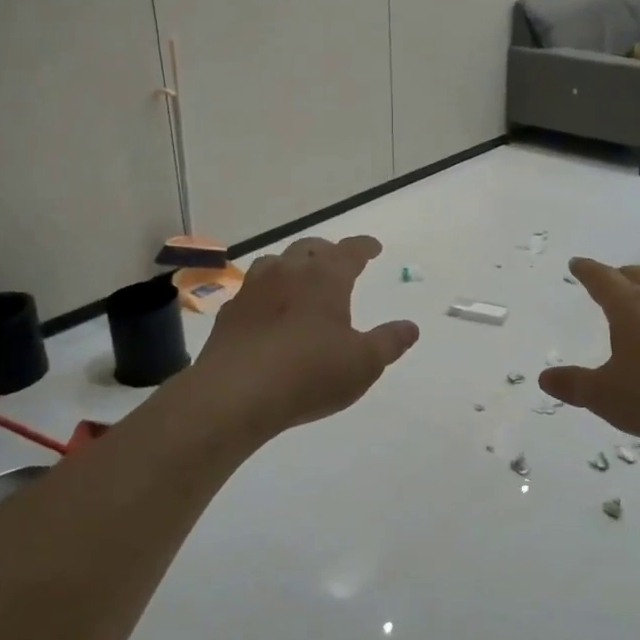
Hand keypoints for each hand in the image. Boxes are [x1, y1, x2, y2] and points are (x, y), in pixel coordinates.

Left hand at [186, 235, 418, 438]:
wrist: (235, 394)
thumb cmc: (309, 374)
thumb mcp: (363, 363)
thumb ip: (389, 342)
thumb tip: (410, 327)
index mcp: (325, 278)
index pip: (350, 250)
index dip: (364, 246)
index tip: (373, 247)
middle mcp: (288, 272)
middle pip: (309, 248)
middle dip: (327, 251)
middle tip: (337, 261)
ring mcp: (254, 289)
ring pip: (275, 262)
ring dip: (292, 265)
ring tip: (300, 280)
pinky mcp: (230, 312)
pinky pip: (252, 290)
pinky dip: (266, 293)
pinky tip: (267, 311)